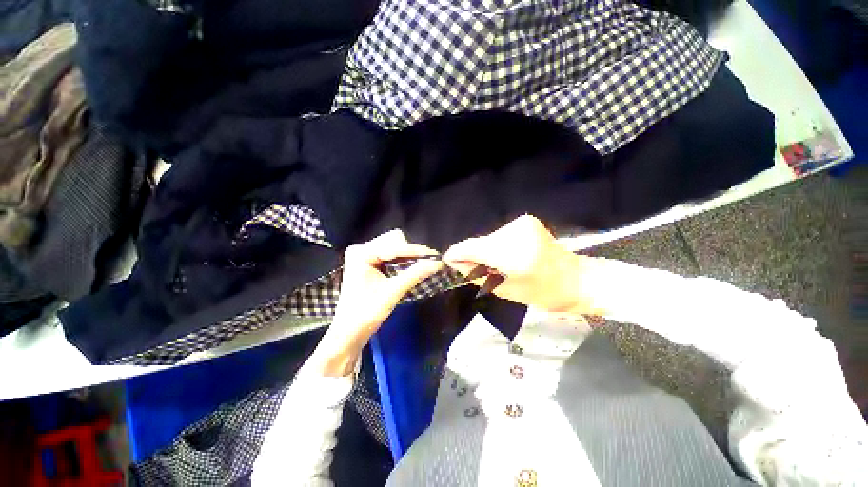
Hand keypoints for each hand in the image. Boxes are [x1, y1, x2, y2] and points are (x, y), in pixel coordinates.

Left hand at [308, 229, 442, 376]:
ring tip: (422, 265)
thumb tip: (438, 263)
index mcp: (362, 254)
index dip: (416, 251)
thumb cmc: (367, 313)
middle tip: (428, 262)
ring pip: (392, 247)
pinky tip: (410, 268)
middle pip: (393, 241)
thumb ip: (415, 274)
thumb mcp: (393, 292)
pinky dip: (401, 261)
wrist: (349, 333)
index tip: (435, 256)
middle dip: (411, 252)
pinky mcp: (367, 263)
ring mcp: (363, 255)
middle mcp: (361, 249)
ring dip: (407, 256)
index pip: (394, 246)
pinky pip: (389, 255)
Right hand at [443, 215, 589, 313]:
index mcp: (514, 255)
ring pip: (489, 238)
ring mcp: (522, 223)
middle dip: (473, 256)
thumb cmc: (544, 293)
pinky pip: (499, 235)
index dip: (457, 254)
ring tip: (497, 265)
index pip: (473, 248)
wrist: (577, 279)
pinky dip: (497, 246)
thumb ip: (478, 276)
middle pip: (480, 243)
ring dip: (486, 251)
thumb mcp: (506, 291)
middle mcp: (516, 233)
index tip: (448, 261)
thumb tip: (456, 264)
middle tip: (477, 271)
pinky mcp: (525, 220)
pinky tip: (507, 256)